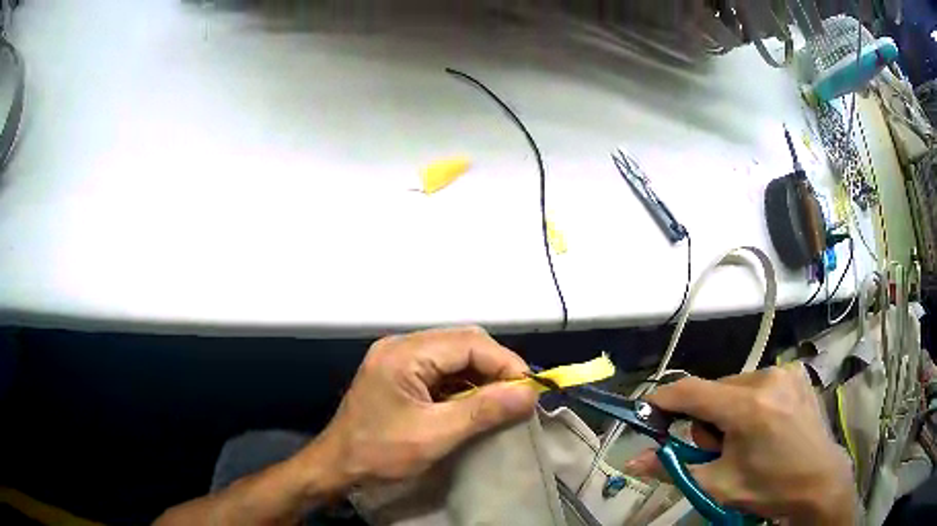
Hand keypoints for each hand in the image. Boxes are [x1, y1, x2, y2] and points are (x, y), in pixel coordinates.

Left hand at [315, 326, 537, 484]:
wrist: (337, 466)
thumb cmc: (380, 453)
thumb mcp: (435, 435)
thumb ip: (483, 411)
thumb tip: (530, 392)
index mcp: (405, 353)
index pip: (469, 342)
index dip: (505, 363)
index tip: (530, 390)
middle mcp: (401, 346)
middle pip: (463, 343)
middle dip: (496, 367)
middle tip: (518, 397)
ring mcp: (398, 358)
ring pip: (455, 355)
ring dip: (481, 376)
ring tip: (502, 402)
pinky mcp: (400, 373)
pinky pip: (442, 369)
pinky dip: (464, 384)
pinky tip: (475, 403)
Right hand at [624, 365, 856, 524]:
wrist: (819, 481)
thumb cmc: (769, 488)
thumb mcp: (718, 485)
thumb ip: (674, 469)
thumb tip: (633, 462)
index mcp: (748, 407)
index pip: (691, 392)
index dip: (663, 401)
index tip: (647, 414)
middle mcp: (767, 377)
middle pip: (714, 390)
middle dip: (706, 419)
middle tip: (719, 450)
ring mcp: (785, 371)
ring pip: (735, 386)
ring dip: (728, 410)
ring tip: (746, 439)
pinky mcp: (796, 373)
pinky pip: (758, 382)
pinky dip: (750, 402)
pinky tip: (766, 424)